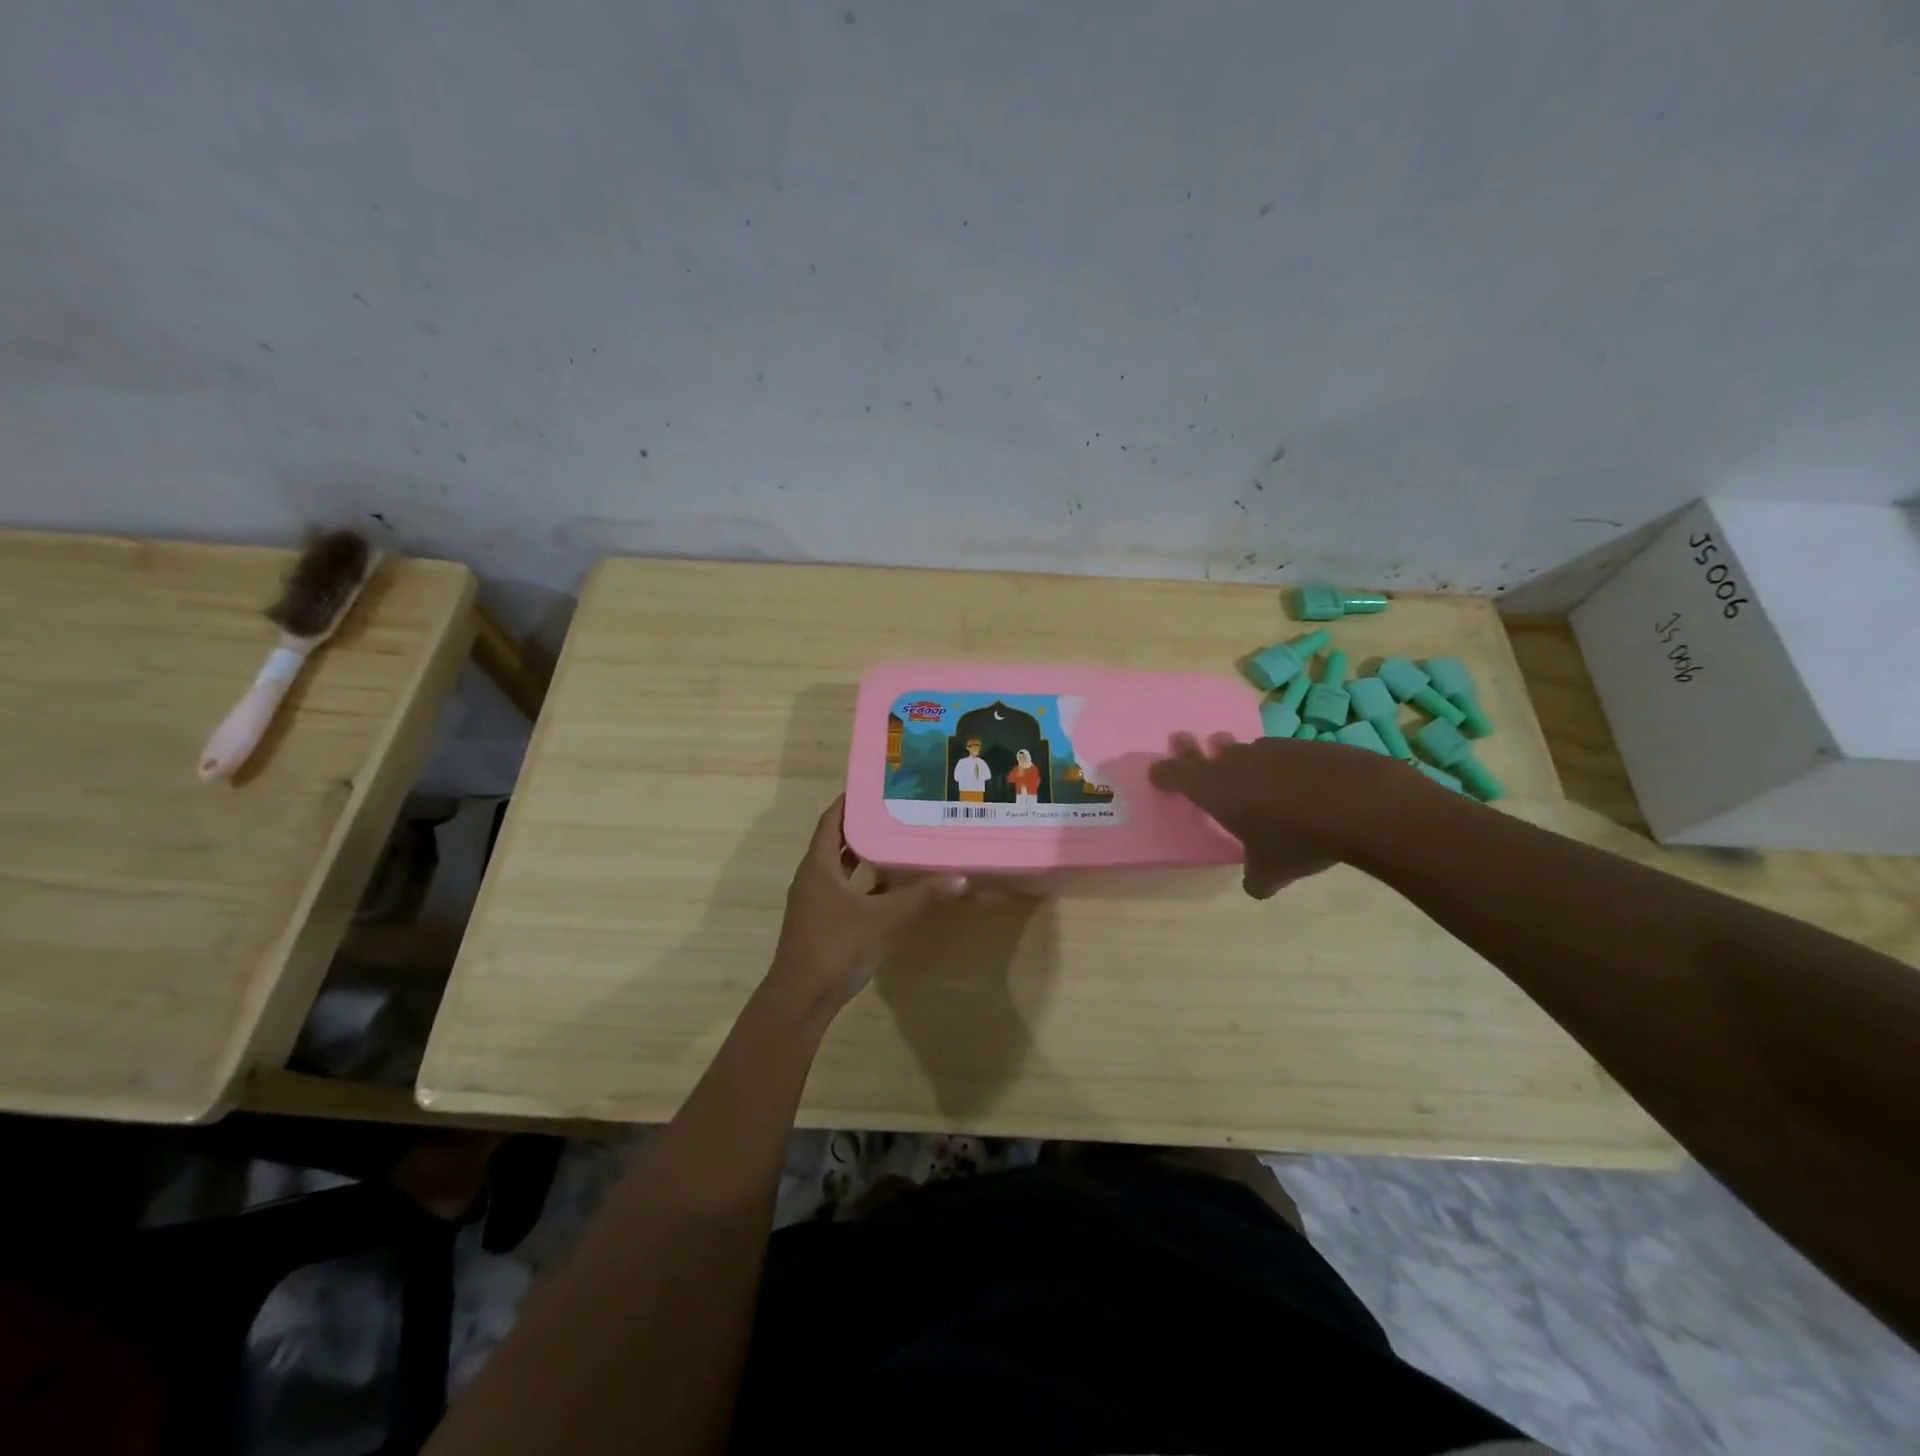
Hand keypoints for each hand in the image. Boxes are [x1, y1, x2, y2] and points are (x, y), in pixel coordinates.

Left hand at [766, 795, 966, 1016]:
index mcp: (818, 866)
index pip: (832, 820)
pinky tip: (891, 884)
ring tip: (898, 838)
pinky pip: (846, 890)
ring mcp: (816, 901)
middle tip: (896, 809)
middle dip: (864, 824)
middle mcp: (813, 877)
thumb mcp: (882, 919)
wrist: (801, 999)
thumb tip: (960, 878)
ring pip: (842, 867)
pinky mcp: (824, 921)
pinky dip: (865, 882)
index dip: (850, 800)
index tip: (877, 785)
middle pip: (838, 840)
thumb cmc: (835, 948)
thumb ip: (920, 897)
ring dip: (865, 853)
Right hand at [1149, 732, 1404, 898]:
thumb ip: (1256, 878)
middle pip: (1205, 750)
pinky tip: (1294, 782)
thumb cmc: (1298, 838)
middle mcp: (1236, 763)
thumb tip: (1256, 887)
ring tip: (1243, 769)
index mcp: (1214, 790)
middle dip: (1192, 749)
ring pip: (1244, 750)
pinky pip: (1279, 753)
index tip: (1158, 774)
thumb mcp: (1272, 871)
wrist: (1359, 803)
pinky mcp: (1304, 746)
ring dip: (1238, 757)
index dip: (1164, 774)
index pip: (1176, 774)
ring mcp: (1271, 750)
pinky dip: (1278, 765)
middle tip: (1183, 741)